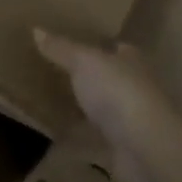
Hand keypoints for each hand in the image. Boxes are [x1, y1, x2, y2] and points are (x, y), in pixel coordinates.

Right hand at [33, 31, 180, 181]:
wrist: (145, 149)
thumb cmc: (117, 92)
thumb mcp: (84, 62)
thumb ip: (61, 48)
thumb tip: (36, 30)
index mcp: (131, 62)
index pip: (117, 50)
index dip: (99, 47)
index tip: (74, 47)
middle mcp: (134, 89)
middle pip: (108, 81)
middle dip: (88, 80)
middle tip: (54, 75)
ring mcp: (130, 122)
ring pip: (101, 112)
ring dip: (83, 112)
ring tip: (49, 105)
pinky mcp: (122, 151)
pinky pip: (94, 142)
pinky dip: (78, 142)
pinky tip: (55, 139)